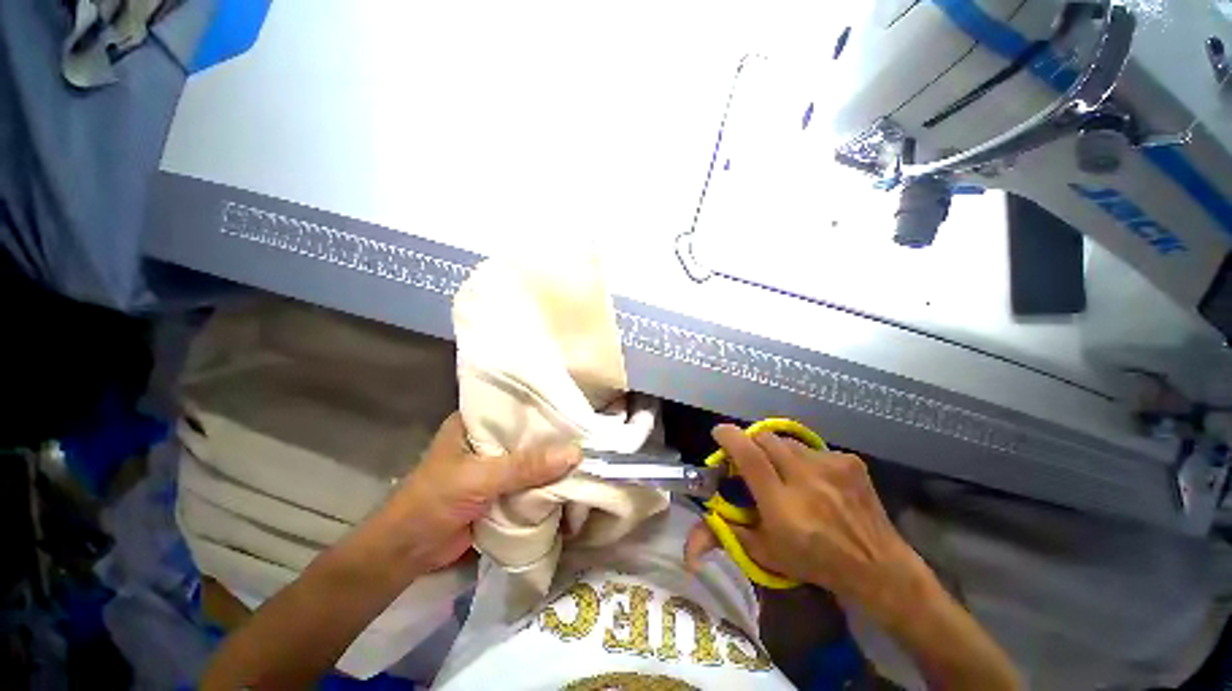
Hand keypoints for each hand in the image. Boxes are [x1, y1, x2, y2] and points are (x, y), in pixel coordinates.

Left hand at [366, 413, 580, 575]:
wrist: (407, 554)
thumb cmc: (433, 502)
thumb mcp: (479, 478)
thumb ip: (525, 466)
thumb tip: (576, 453)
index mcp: (475, 422)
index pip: (516, 405)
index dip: (545, 405)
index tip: (577, 405)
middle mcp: (487, 439)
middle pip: (528, 433)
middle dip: (554, 436)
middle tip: (589, 431)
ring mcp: (494, 465)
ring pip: (531, 458)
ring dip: (552, 460)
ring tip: (588, 451)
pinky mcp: (500, 489)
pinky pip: (529, 480)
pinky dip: (546, 481)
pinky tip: (571, 477)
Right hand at [685, 424, 919, 612]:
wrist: (878, 566)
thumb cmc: (814, 562)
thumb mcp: (764, 553)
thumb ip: (724, 538)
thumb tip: (687, 550)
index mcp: (783, 506)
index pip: (749, 455)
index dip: (729, 437)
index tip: (718, 433)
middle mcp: (807, 479)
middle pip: (765, 439)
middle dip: (751, 445)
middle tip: (752, 461)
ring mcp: (831, 466)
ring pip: (787, 442)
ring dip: (777, 452)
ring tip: (785, 474)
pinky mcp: (849, 460)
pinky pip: (812, 448)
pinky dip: (803, 459)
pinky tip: (814, 481)